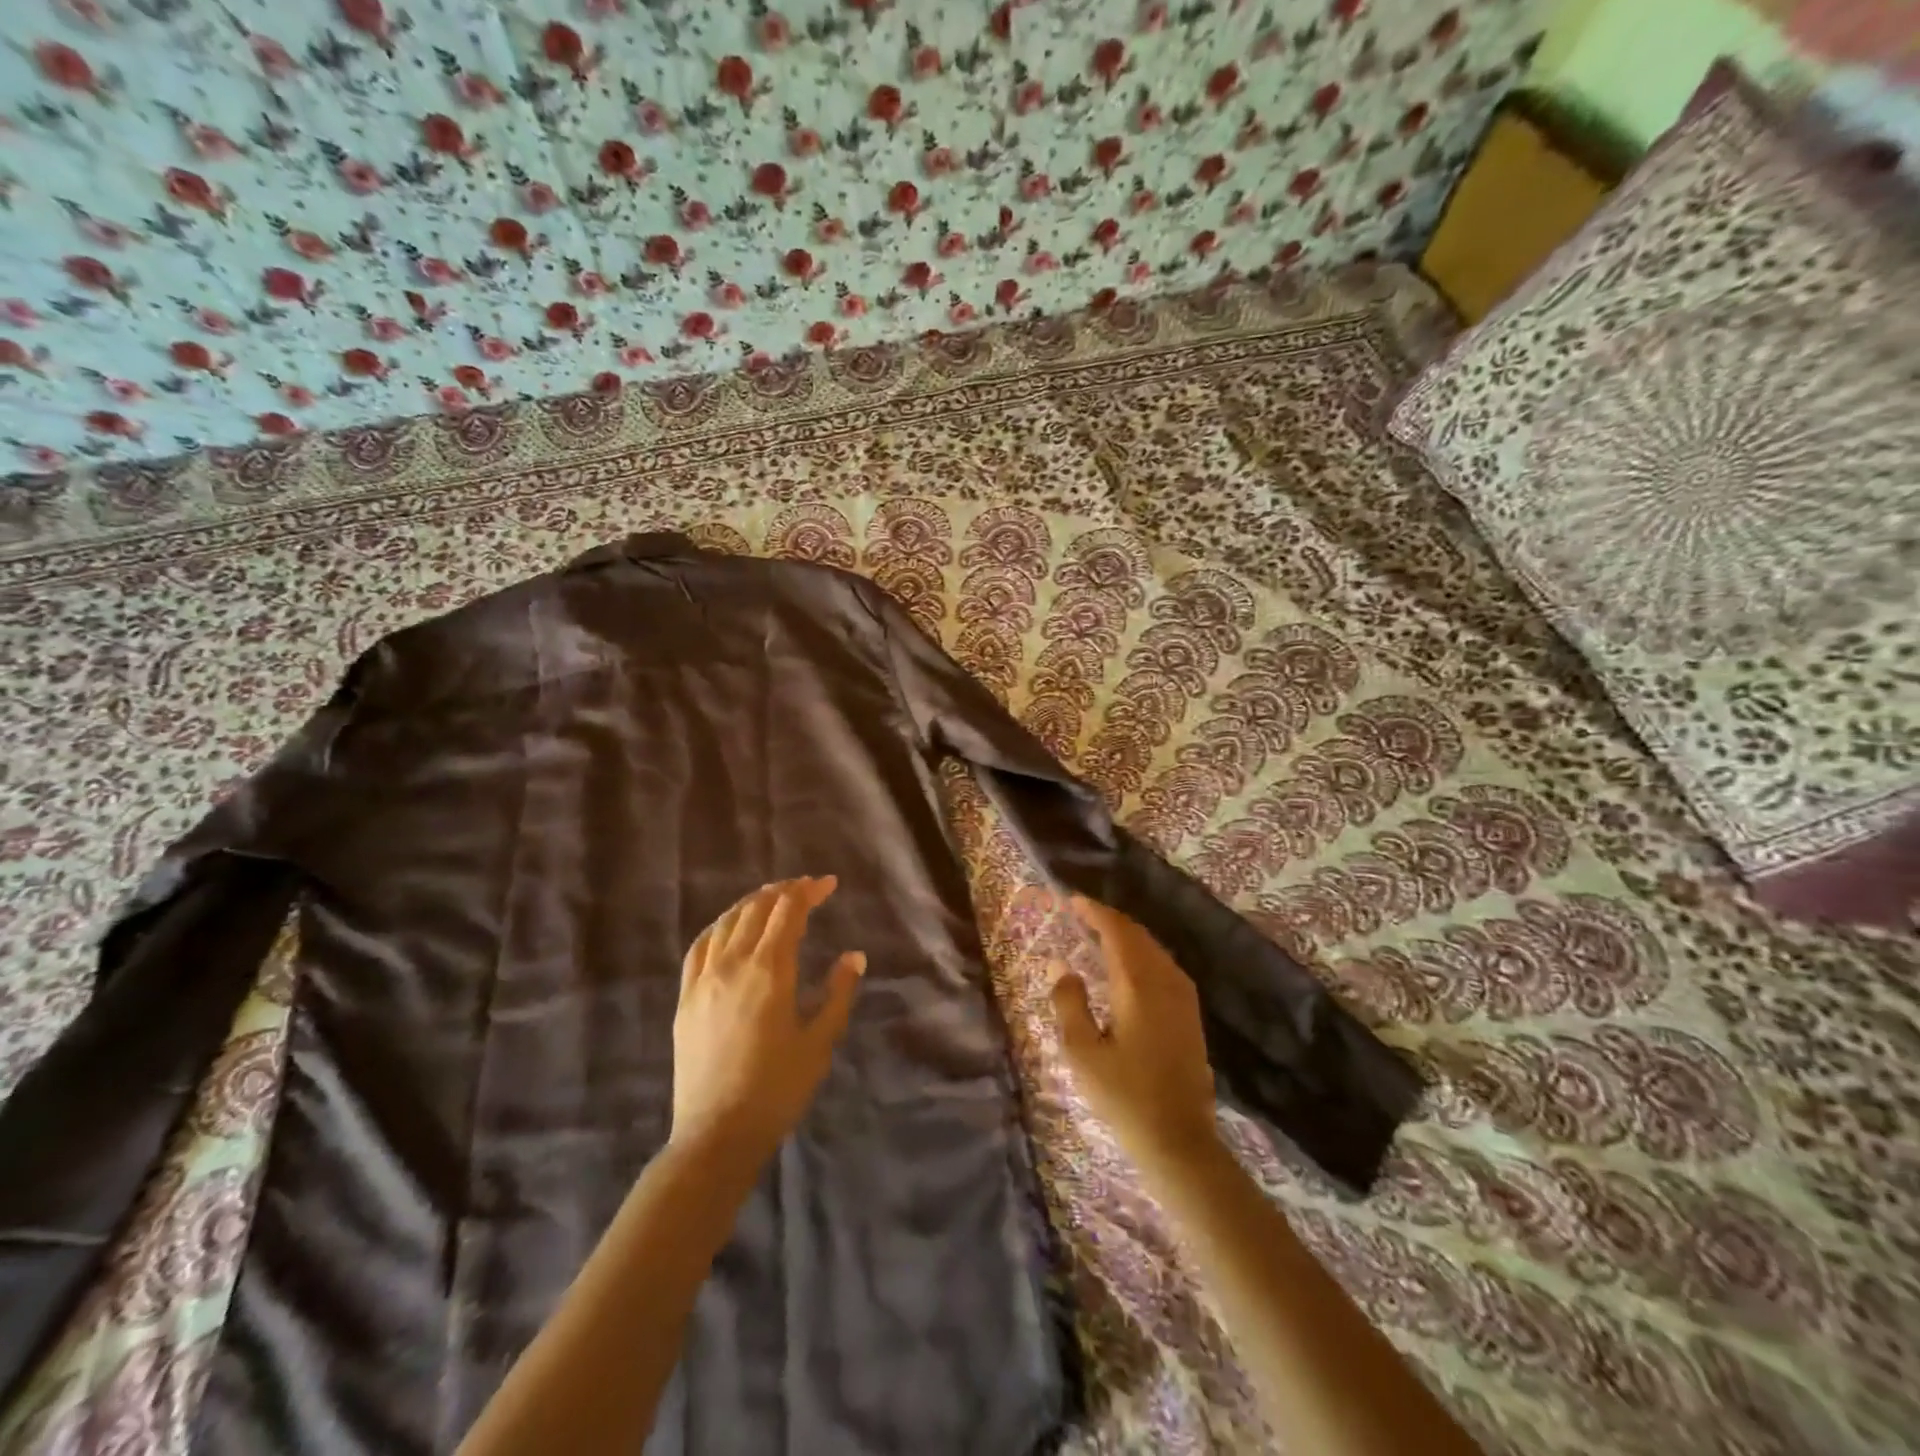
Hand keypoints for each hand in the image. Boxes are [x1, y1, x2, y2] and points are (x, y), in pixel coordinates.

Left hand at [671, 877, 865, 1165]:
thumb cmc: (777, 1089)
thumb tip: (854, 955)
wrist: (717, 1134)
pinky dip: (719, 926)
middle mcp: (733, 963)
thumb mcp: (820, 1041)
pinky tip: (728, 927)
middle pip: (757, 909)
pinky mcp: (686, 998)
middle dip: (784, 891)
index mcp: (769, 970)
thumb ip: (838, 993)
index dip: (809, 891)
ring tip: (772, 899)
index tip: (828, 884)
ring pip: (726, 922)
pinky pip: (700, 946)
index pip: (788, 911)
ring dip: (752, 903)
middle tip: (806, 888)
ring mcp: (703, 979)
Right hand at [1050, 896, 1219, 1177]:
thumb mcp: (1082, 1053)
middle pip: (1138, 935)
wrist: (1179, 1141)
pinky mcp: (1190, 1014)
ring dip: (1127, 936)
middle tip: (1081, 915)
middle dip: (1110, 920)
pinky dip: (1142, 954)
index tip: (1072, 900)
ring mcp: (1183, 998)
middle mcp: (1166, 981)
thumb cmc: (1124, 1097)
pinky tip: (1127, 967)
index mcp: (1138, 985)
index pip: (1117, 931)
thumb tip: (1063, 968)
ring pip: (1154, 949)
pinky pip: (1164, 966)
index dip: (1094, 911)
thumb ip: (1069, 1004)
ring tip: (1099, 935)